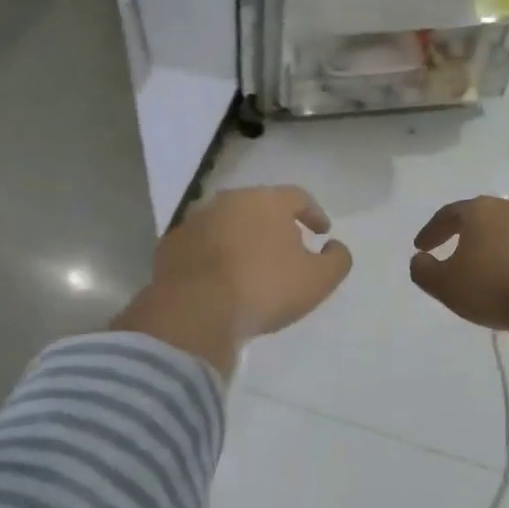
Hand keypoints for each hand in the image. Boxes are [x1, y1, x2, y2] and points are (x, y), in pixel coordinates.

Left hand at [115, 187, 351, 375]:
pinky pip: (201, 245)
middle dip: (275, 224)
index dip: (314, 213)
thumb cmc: (264, 289)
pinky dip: (213, 255)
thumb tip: (335, 246)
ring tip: (250, 265)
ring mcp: (195, 220)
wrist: (195, 310)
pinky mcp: (171, 244)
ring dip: (241, 238)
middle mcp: (229, 201)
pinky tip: (218, 278)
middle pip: (259, 206)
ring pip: (227, 223)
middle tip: (286, 248)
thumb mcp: (318, 280)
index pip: (298, 197)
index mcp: (267, 201)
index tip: (322, 232)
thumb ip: (337, 259)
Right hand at [413, 196, 508, 474]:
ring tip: (486, 270)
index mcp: (479, 211)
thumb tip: (420, 259)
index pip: (448, 214)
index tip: (421, 247)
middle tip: (452, 252)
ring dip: (494, 247)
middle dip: (465, 234)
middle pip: (481, 217)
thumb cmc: (499, 288)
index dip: (431, 231)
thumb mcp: (447, 286)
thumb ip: (424, 271)